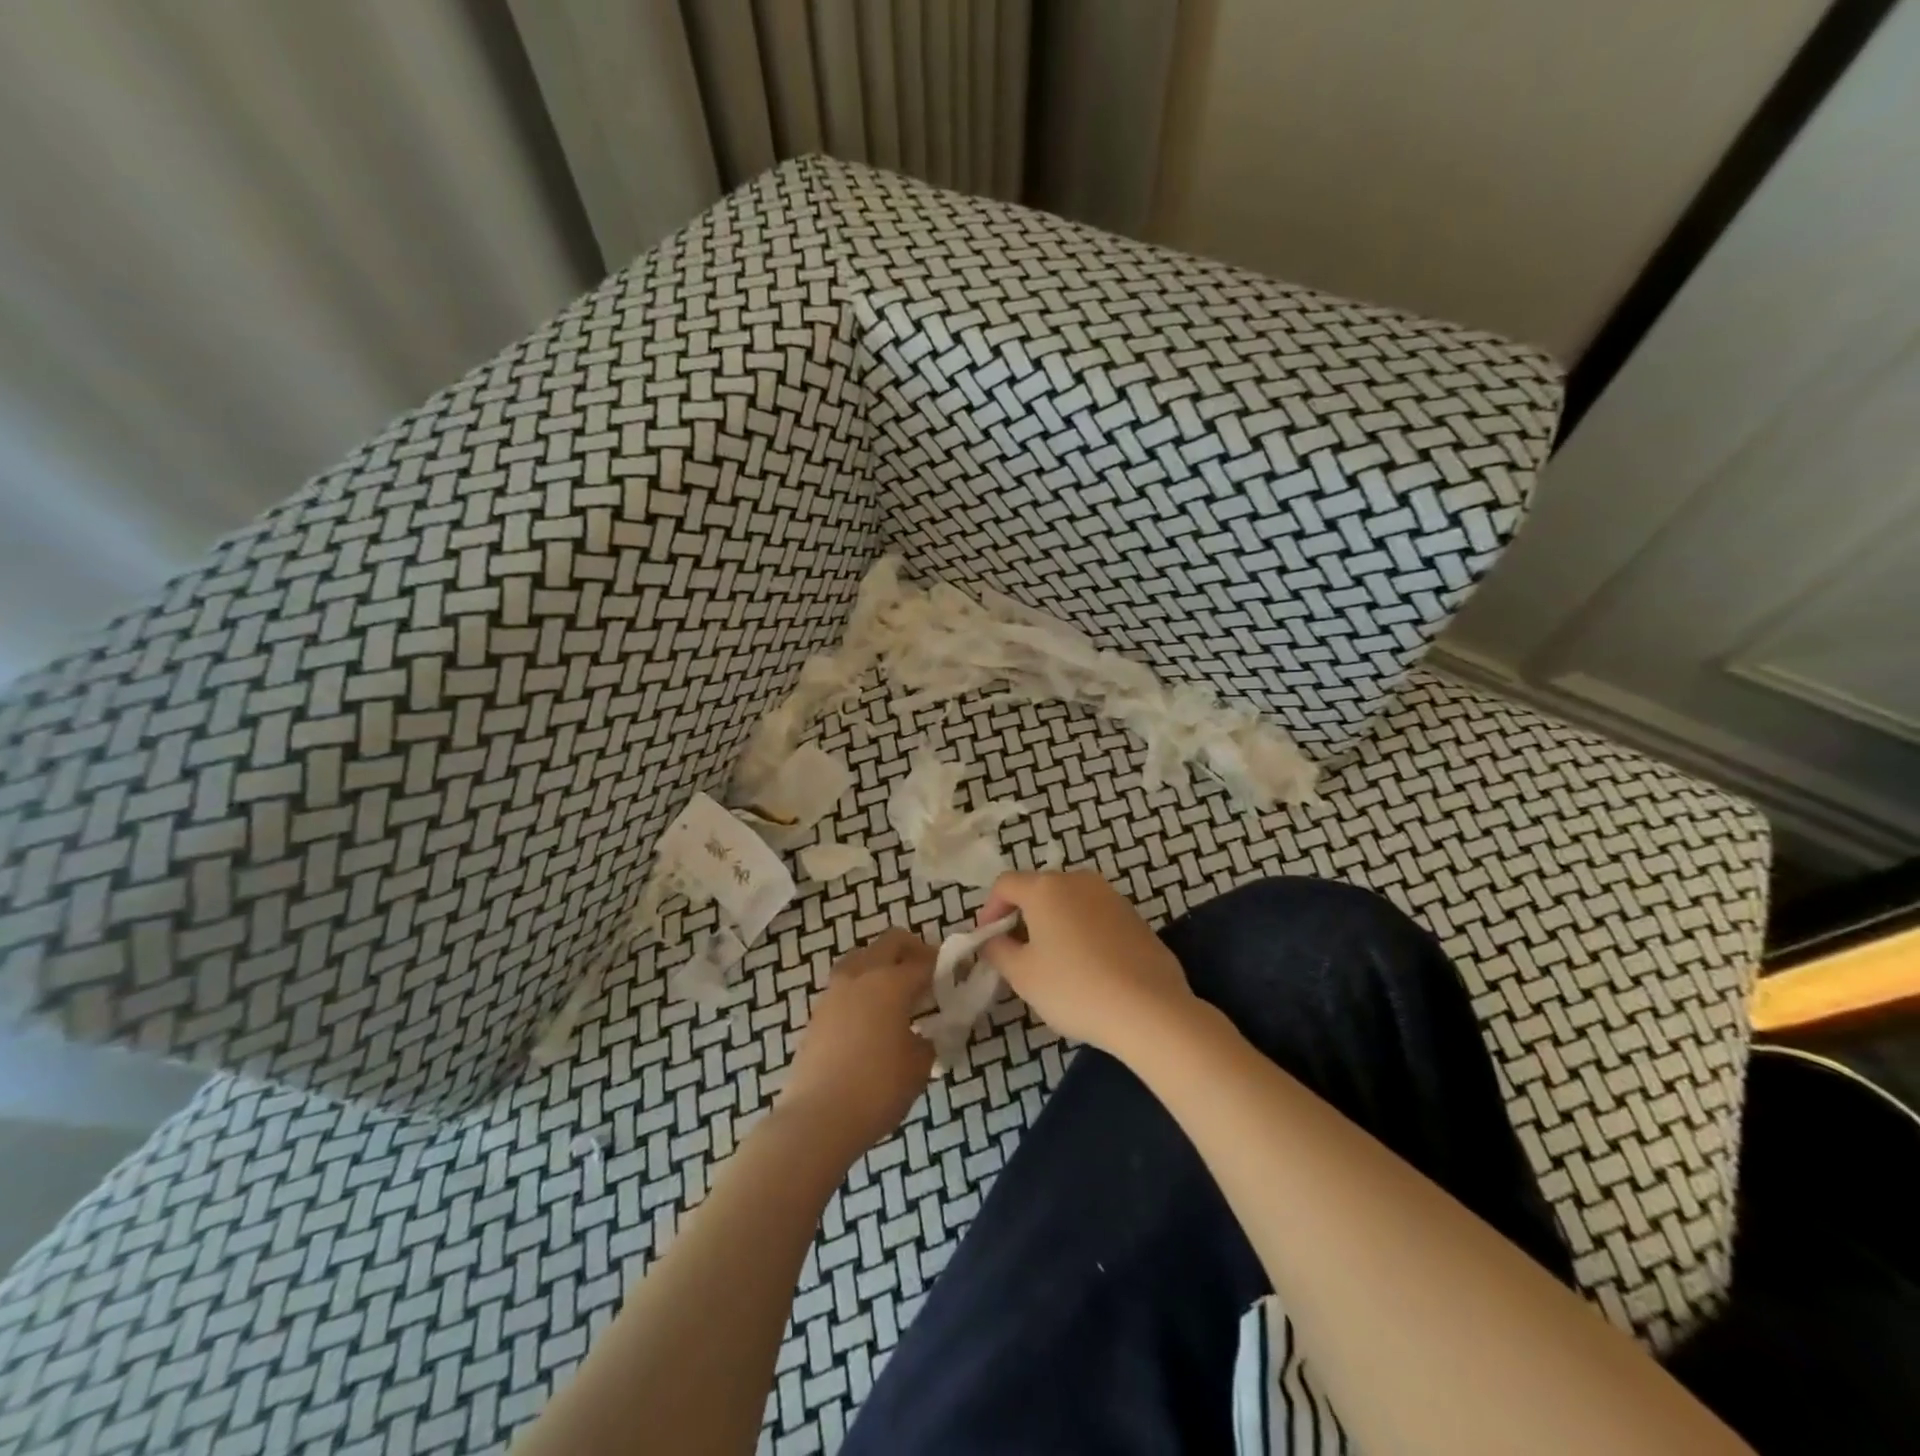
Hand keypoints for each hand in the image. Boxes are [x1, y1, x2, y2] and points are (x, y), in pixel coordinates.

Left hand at [778, 928, 935, 1155]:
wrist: (816, 1119)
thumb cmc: (877, 1088)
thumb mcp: (918, 1067)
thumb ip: (927, 1041)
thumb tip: (922, 1036)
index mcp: (890, 982)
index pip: (925, 962)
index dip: (945, 967)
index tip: (957, 977)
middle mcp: (860, 975)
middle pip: (890, 943)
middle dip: (913, 951)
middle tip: (928, 976)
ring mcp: (834, 991)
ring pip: (863, 959)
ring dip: (883, 967)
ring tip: (898, 998)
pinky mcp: (817, 1013)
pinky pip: (847, 986)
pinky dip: (863, 990)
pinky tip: (873, 1020)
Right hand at [978, 870, 1198, 1064]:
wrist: (1149, 1009)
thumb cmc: (1075, 988)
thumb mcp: (1023, 975)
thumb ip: (998, 950)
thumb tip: (992, 939)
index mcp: (1045, 888)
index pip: (1005, 884)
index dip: (989, 910)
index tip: (987, 940)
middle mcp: (1078, 880)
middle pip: (1038, 889)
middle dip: (1022, 916)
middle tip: (1016, 952)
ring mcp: (1111, 896)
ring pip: (1069, 902)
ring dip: (1053, 923)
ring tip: (1052, 961)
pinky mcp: (1135, 917)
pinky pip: (1095, 916)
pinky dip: (1082, 932)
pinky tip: (1087, 967)